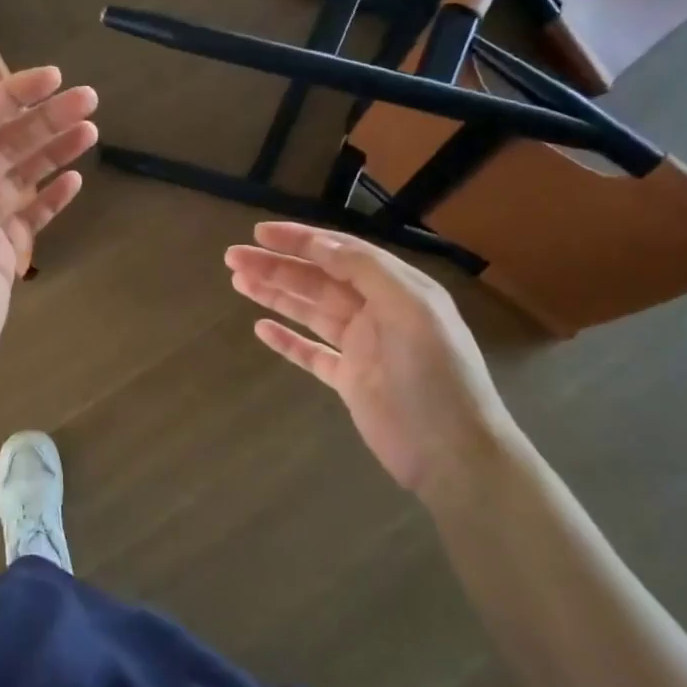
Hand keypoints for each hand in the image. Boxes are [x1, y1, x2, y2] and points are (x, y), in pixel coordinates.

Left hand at [0, 67, 96, 393]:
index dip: (14, 94)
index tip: (54, 79)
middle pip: (9, 143)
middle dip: (46, 118)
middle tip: (89, 99)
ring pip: (26, 175)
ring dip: (56, 150)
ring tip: (92, 128)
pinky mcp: (6, 256)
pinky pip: (34, 217)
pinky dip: (53, 196)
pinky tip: (76, 179)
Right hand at [224, 222, 522, 496]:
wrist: (454, 454)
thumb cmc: (436, 376)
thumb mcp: (411, 310)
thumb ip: (366, 271)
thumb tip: (320, 243)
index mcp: (396, 289)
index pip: (340, 253)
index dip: (299, 240)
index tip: (259, 232)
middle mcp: (377, 311)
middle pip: (317, 280)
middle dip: (276, 265)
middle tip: (233, 257)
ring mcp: (362, 347)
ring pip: (309, 311)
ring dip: (274, 294)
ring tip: (238, 281)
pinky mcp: (349, 381)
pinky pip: (310, 353)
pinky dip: (286, 339)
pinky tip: (260, 328)